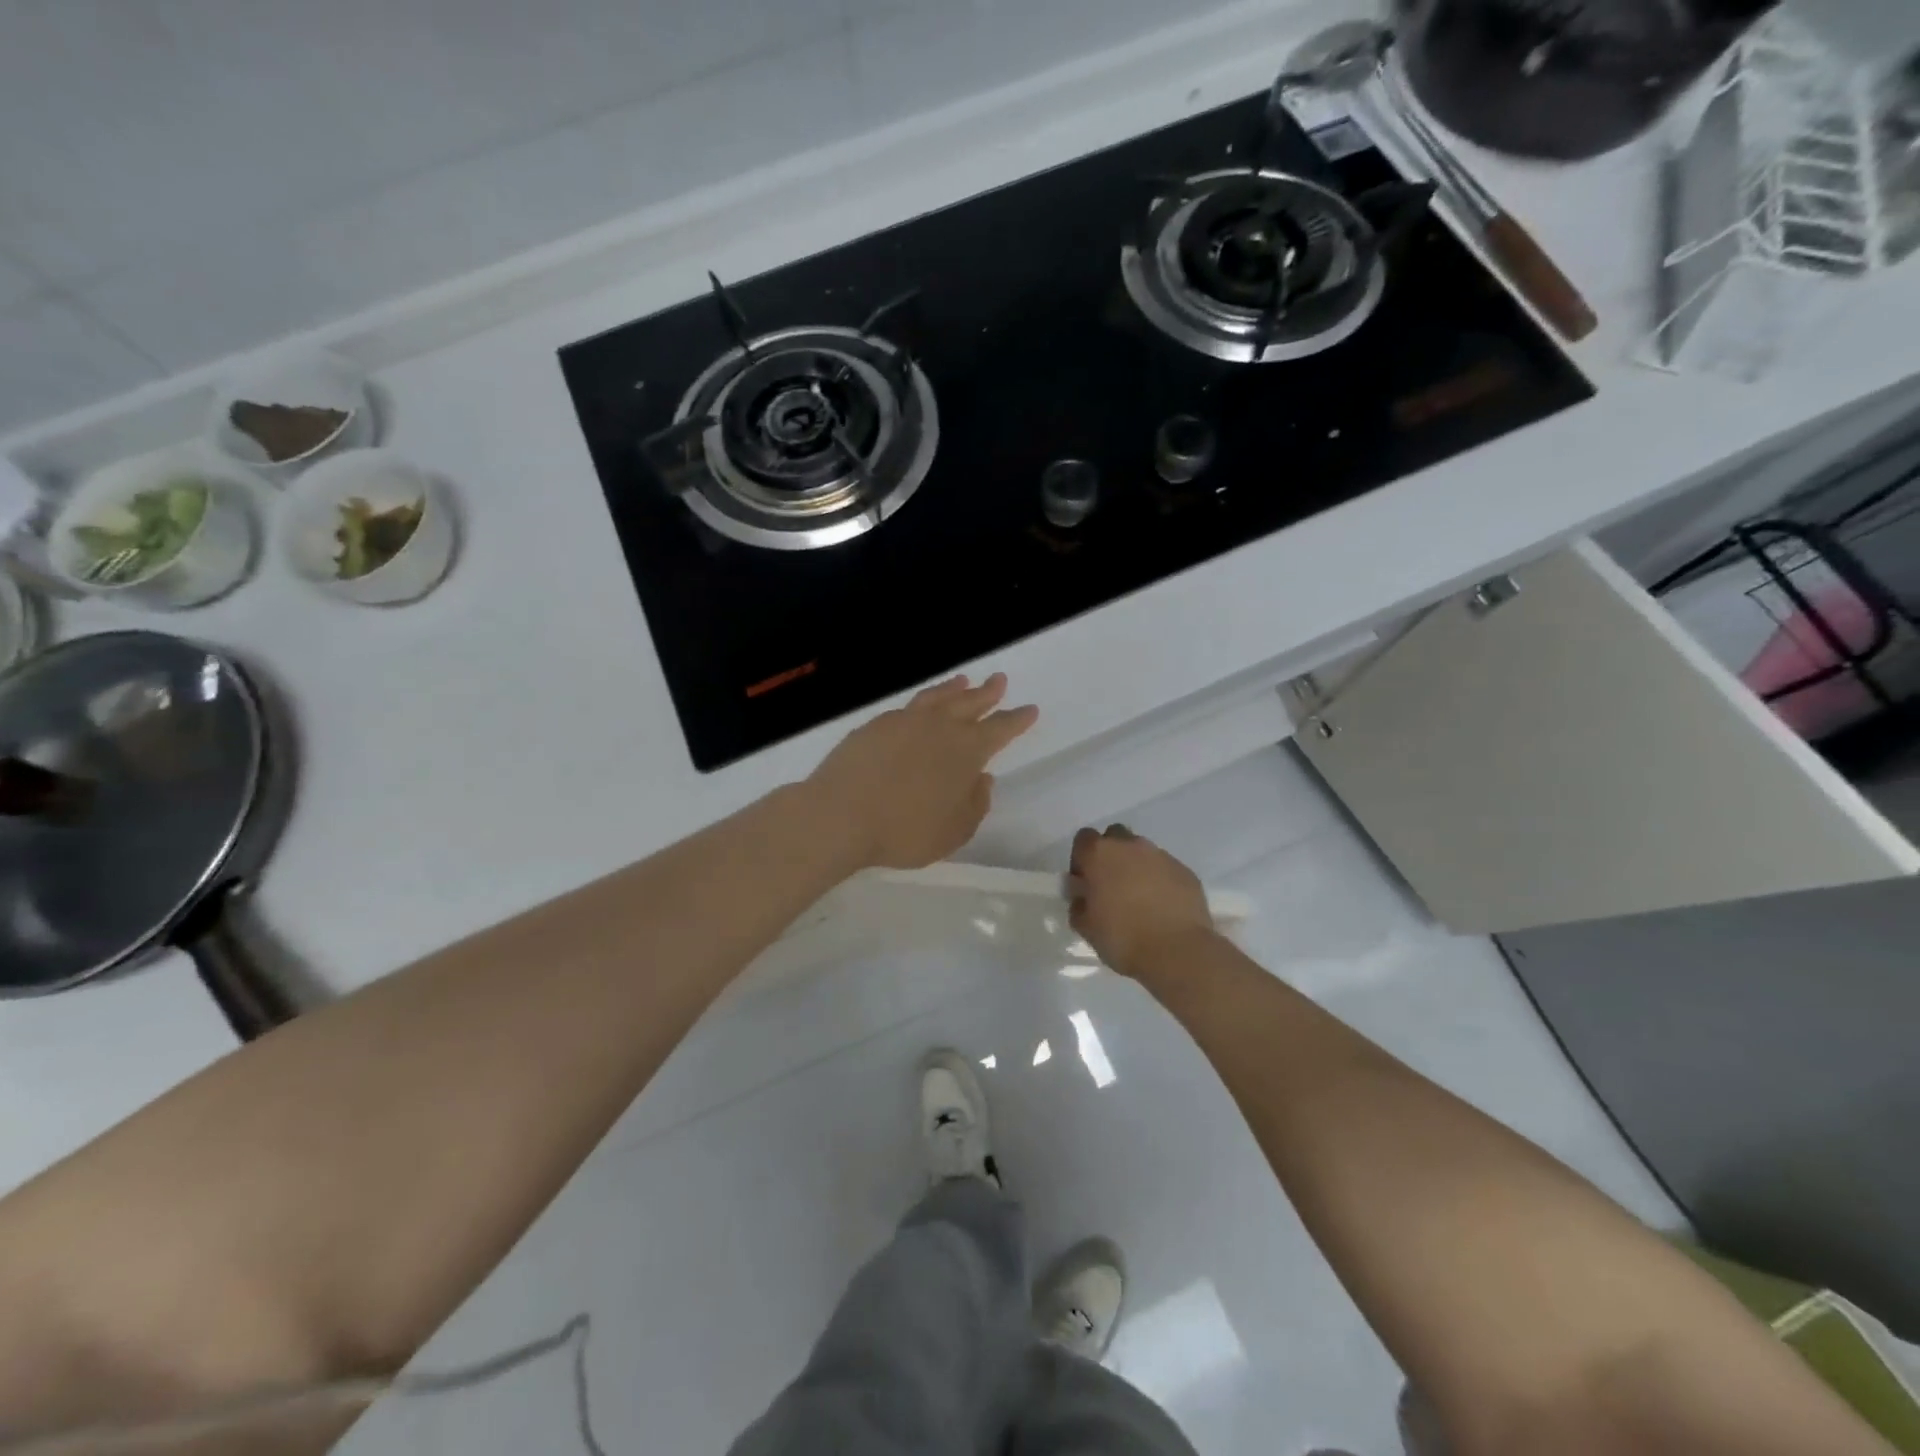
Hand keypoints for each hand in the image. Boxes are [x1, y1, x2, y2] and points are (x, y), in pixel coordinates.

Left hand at [807, 674, 1038, 869]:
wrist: (840, 815)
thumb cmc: (904, 830)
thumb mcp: (954, 831)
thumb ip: (975, 804)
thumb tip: (983, 779)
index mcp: (966, 751)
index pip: (1000, 729)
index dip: (1017, 720)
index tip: (1030, 709)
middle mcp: (939, 728)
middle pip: (970, 703)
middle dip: (988, 693)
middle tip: (999, 680)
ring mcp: (904, 722)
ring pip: (937, 698)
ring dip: (954, 689)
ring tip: (963, 681)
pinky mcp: (875, 725)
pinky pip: (908, 707)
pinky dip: (923, 701)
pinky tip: (920, 708)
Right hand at [1068, 825, 1214, 983]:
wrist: (1177, 952)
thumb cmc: (1122, 938)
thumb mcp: (1085, 927)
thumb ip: (1078, 904)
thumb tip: (1083, 897)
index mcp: (1100, 854)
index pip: (1083, 839)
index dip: (1081, 859)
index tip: (1084, 882)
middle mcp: (1130, 846)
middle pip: (1115, 837)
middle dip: (1111, 856)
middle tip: (1111, 886)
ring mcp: (1161, 856)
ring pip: (1143, 852)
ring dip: (1137, 868)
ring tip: (1140, 899)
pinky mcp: (1185, 871)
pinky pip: (1166, 869)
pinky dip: (1160, 881)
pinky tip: (1162, 907)